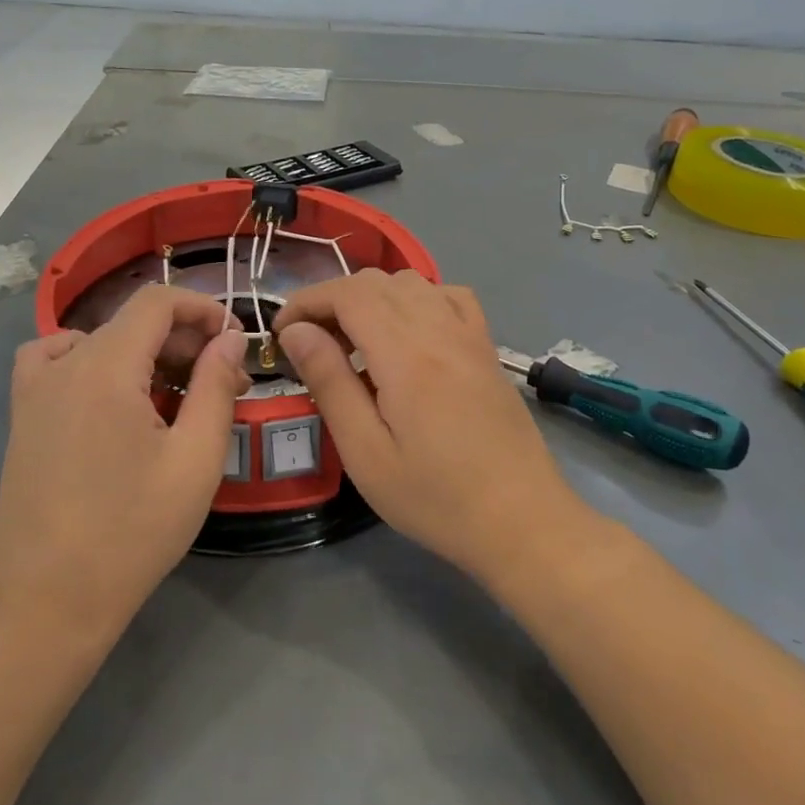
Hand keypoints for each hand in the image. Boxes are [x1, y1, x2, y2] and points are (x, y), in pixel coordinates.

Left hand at [0, 286, 247, 635]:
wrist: (49, 599)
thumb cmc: (132, 531)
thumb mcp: (194, 460)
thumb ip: (215, 387)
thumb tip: (229, 338)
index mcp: (105, 368)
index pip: (157, 302)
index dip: (201, 308)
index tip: (233, 342)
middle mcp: (64, 364)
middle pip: (131, 323)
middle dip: (183, 340)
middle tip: (222, 383)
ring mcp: (35, 389)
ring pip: (99, 341)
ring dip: (143, 353)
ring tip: (172, 393)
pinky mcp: (22, 415)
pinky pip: (54, 360)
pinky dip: (87, 359)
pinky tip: (108, 393)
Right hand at [274, 269, 582, 581]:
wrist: (523, 522)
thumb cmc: (435, 498)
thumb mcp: (366, 451)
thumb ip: (329, 381)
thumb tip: (296, 332)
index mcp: (405, 354)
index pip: (347, 293)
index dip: (307, 301)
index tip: (281, 333)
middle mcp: (439, 329)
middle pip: (376, 281)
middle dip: (332, 299)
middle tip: (310, 343)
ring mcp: (469, 335)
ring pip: (411, 283)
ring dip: (371, 297)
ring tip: (354, 341)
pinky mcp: (487, 348)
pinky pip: (449, 296)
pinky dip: (417, 299)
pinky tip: (408, 333)